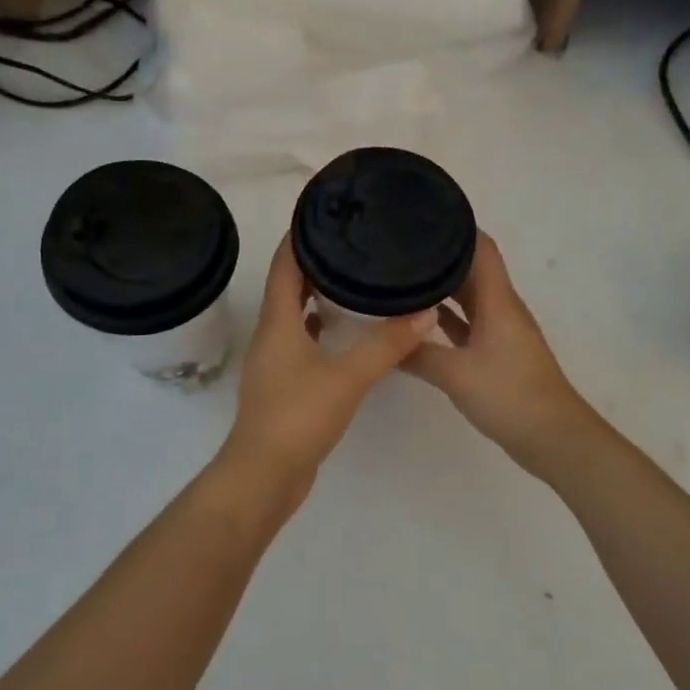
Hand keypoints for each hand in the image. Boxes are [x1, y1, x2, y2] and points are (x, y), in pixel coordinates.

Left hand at [218, 237, 436, 513]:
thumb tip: (425, 311)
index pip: (284, 264)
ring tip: (351, 280)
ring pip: (294, 316)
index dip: (299, 236)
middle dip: (314, 262)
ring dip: (316, 296)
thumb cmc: (298, 417)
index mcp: (277, 322)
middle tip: (351, 243)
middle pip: (288, 286)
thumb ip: (388, 345)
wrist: (264, 475)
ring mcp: (275, 362)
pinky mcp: (284, 385)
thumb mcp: (348, 377)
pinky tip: (342, 332)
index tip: (325, 213)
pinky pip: (301, 342)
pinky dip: (319, 329)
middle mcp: (271, 335)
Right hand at [400, 233, 594, 473]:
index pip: (481, 248)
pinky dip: (446, 319)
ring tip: (403, 277)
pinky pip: (468, 325)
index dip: (457, 227)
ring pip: (468, 298)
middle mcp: (501, 308)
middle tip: (400, 247)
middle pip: (471, 270)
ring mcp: (500, 332)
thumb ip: (417, 354)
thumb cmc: (509, 395)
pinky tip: (418, 322)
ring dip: (442, 288)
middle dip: (440, 256)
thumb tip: (383, 340)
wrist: (552, 437)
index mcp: (498, 301)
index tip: (422, 216)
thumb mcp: (456, 374)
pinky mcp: (496, 354)